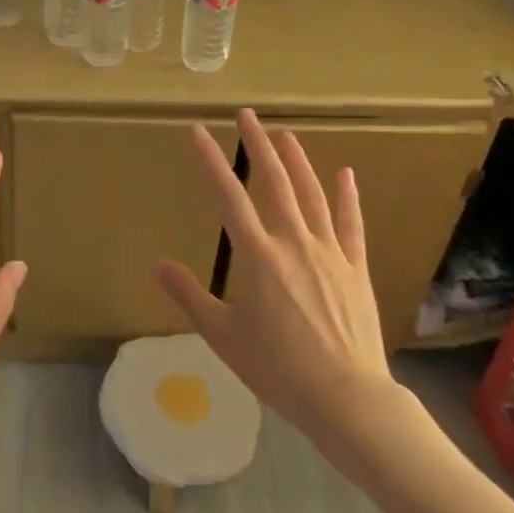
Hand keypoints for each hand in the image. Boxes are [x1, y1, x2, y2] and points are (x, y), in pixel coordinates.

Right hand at [155, 109, 401, 449]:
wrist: (346, 397)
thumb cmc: (277, 368)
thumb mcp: (222, 336)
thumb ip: (190, 296)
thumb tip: (159, 265)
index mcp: (257, 256)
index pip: (228, 196)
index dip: (211, 161)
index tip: (198, 131)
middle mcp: (293, 242)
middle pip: (274, 182)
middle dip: (258, 145)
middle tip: (247, 115)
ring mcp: (329, 252)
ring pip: (311, 194)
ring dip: (297, 161)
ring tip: (285, 134)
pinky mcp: (355, 267)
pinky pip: (351, 224)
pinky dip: (347, 196)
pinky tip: (344, 173)